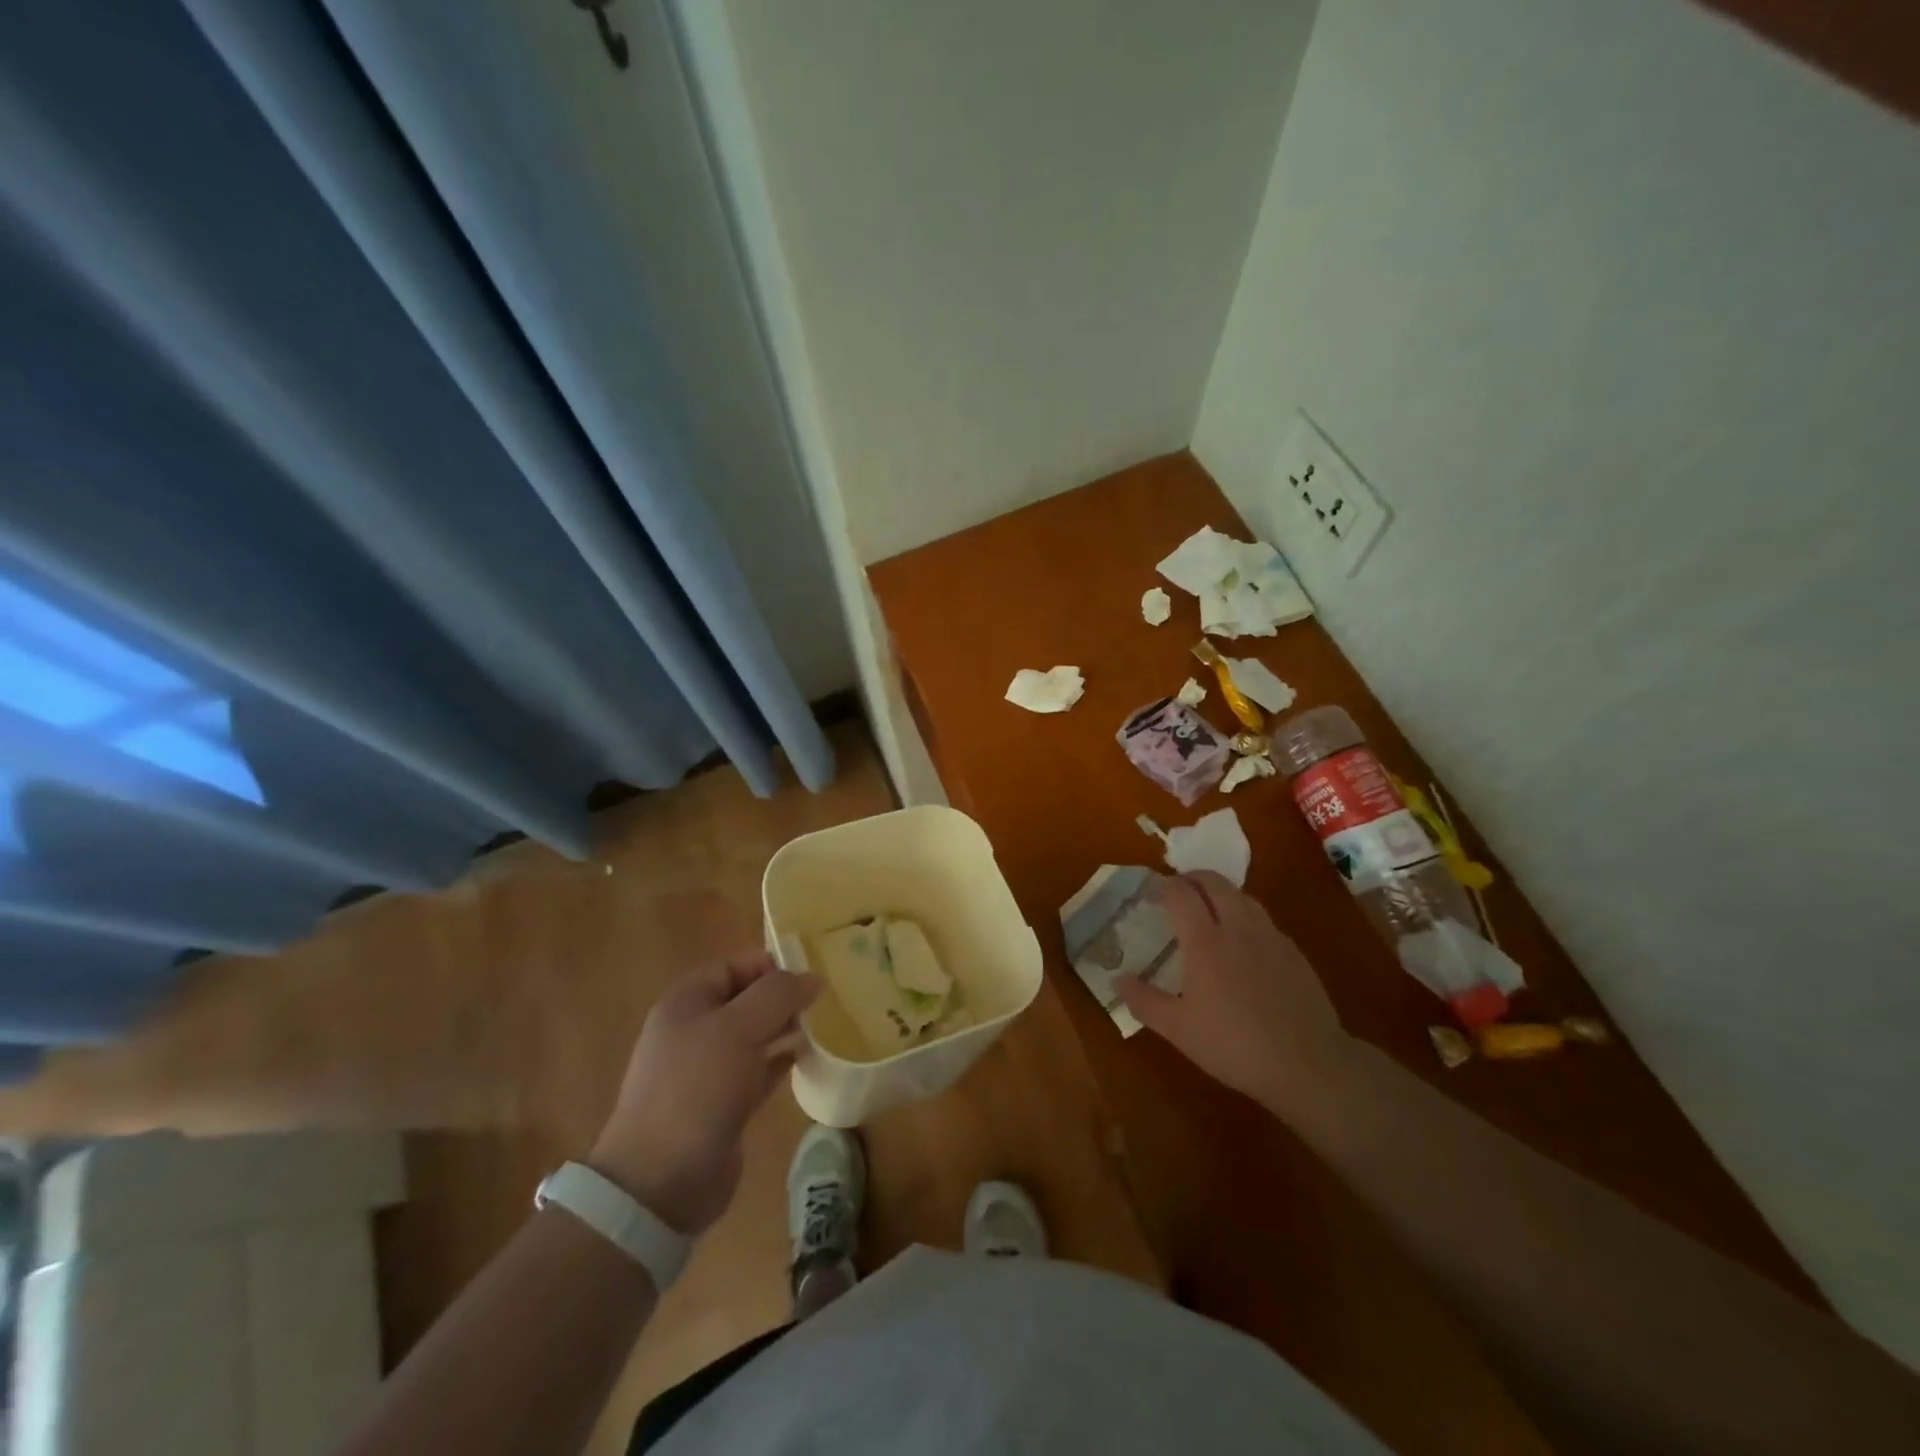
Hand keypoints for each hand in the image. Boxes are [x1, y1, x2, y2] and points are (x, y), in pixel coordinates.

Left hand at [590, 956, 817, 1235]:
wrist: (661, 1181)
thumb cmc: (697, 1088)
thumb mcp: (739, 1028)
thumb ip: (778, 995)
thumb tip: (813, 978)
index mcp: (686, 1003)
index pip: (732, 967)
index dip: (769, 965)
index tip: (809, 974)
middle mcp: (693, 1031)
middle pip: (745, 1000)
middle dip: (782, 998)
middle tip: (823, 1000)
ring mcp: (706, 1071)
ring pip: (754, 1037)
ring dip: (784, 1029)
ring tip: (823, 1025)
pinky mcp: (722, 1105)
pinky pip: (757, 1071)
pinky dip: (780, 1062)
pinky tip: (807, 1058)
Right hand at [1116, 872, 1350, 1115]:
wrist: (1308, 1063)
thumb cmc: (1233, 1044)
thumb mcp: (1178, 1029)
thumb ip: (1145, 1001)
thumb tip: (1118, 979)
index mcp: (1205, 941)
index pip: (1180, 893)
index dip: (1163, 887)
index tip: (1151, 893)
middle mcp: (1237, 927)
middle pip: (1214, 882)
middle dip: (1192, 878)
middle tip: (1177, 890)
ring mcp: (1270, 937)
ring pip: (1242, 896)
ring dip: (1220, 892)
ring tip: (1208, 909)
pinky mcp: (1293, 952)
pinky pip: (1263, 919)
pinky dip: (1245, 916)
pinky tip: (1243, 943)